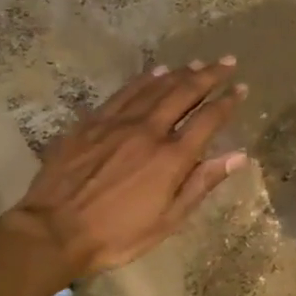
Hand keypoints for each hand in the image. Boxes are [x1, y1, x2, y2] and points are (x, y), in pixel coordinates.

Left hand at [8, 59, 247, 282]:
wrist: (54, 231)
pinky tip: (155, 72)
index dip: (227, 102)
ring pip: (155, 88)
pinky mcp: (91, 123)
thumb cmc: (118, 234)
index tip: (241, 88)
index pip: (208, 120)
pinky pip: (124, 93)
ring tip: (197, 63)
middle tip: (227, 62)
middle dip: (209, 76)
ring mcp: (117, 123)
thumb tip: (238, 156)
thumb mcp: (168, 219)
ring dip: (180, 73)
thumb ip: (202, 183)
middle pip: (184, 94)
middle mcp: (149, 131)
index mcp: (172, 158)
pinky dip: (144, 80)